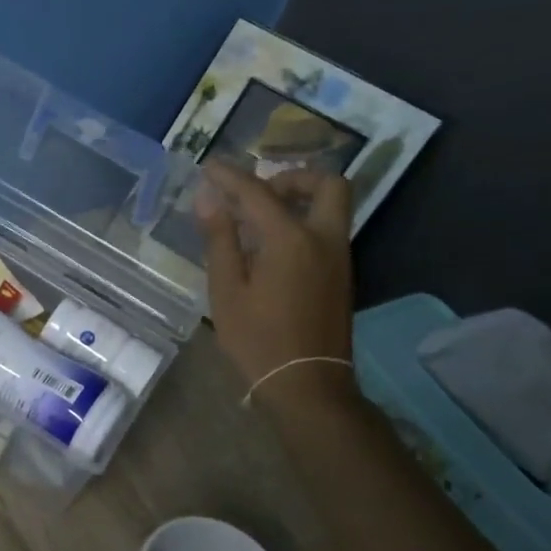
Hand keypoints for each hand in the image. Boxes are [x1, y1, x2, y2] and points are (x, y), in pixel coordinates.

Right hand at [195, 161, 355, 401]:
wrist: (307, 384)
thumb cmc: (258, 339)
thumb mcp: (227, 290)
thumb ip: (220, 239)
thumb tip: (209, 199)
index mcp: (291, 240)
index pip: (259, 192)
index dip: (231, 176)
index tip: (209, 166)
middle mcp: (324, 238)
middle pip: (326, 184)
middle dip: (292, 176)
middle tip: (258, 192)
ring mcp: (338, 257)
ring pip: (331, 206)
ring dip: (299, 199)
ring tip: (256, 219)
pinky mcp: (341, 275)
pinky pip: (326, 230)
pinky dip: (303, 221)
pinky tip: (270, 247)